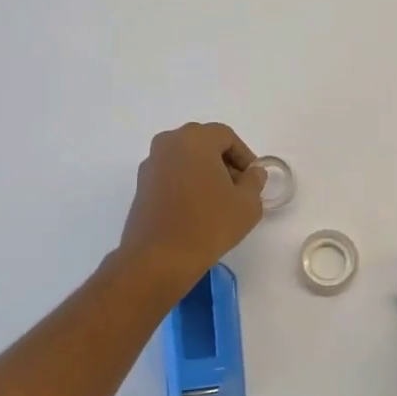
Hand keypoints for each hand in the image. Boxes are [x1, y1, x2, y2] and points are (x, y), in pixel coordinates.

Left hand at [117, 123, 266, 292]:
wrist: (159, 259)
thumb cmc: (208, 225)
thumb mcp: (247, 204)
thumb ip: (254, 181)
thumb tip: (253, 172)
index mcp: (195, 139)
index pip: (226, 136)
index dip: (244, 156)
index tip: (253, 179)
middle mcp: (168, 143)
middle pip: (204, 143)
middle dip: (224, 162)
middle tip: (238, 188)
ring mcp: (151, 164)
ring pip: (186, 158)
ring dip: (204, 172)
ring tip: (218, 201)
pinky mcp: (141, 186)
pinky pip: (171, 174)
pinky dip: (186, 183)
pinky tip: (197, 209)